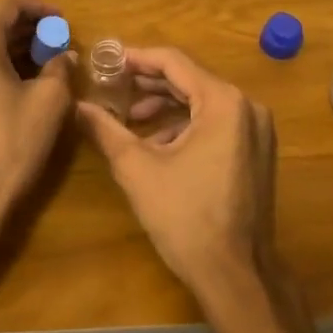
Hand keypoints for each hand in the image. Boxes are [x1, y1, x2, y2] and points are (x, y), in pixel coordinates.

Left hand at [0, 0, 75, 254]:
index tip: (63, 22)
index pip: (9, 4)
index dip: (40, 8)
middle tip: (57, 44)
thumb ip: (59, 67)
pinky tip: (16, 85)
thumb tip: (63, 55)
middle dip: (27, 31)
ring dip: (11, 50)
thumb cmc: (10, 142)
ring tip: (42, 64)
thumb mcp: (49, 102)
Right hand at [76, 47, 277, 301]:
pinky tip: (157, 144)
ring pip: (203, 102)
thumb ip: (105, 130)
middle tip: (112, 88)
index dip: (136, 58)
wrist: (235, 274)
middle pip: (190, 80)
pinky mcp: (256, 151)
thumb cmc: (185, 217)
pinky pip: (216, 123)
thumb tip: (76, 106)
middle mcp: (247, 107)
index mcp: (223, 102)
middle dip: (148, 84)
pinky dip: (186, 126)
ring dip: (165, 106)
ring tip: (128, 119)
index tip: (106, 60)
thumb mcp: (137, 169)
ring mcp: (256, 130)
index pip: (174, 62)